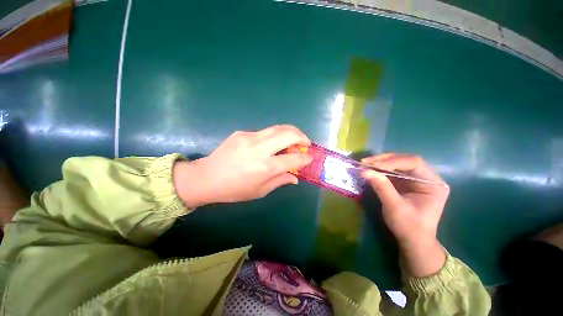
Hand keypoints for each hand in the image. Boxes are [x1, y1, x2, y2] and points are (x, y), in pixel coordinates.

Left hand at [173, 125, 311, 207]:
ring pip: (277, 128)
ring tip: (295, 138)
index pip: (293, 159)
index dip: (305, 158)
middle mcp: (260, 149)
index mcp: (265, 167)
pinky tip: (272, 144)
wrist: (206, 177)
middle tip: (306, 143)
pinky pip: (264, 132)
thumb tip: (295, 177)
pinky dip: (274, 136)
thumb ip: (280, 181)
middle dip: (302, 137)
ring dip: (291, 131)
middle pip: (288, 134)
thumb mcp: (260, 191)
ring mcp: (250, 137)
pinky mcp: (242, 132)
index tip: (310, 157)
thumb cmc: (234, 189)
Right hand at [361, 154, 449, 276]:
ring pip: (397, 164)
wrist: (413, 241)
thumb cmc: (409, 227)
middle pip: (405, 160)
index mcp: (433, 183)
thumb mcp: (395, 207)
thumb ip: (382, 187)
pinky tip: (369, 169)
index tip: (372, 165)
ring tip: (364, 164)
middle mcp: (427, 177)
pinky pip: (392, 171)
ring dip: (379, 163)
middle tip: (365, 162)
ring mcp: (416, 179)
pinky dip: (379, 169)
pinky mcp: (406, 182)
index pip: (414, 163)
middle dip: (383, 160)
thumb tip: (364, 171)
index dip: (392, 161)